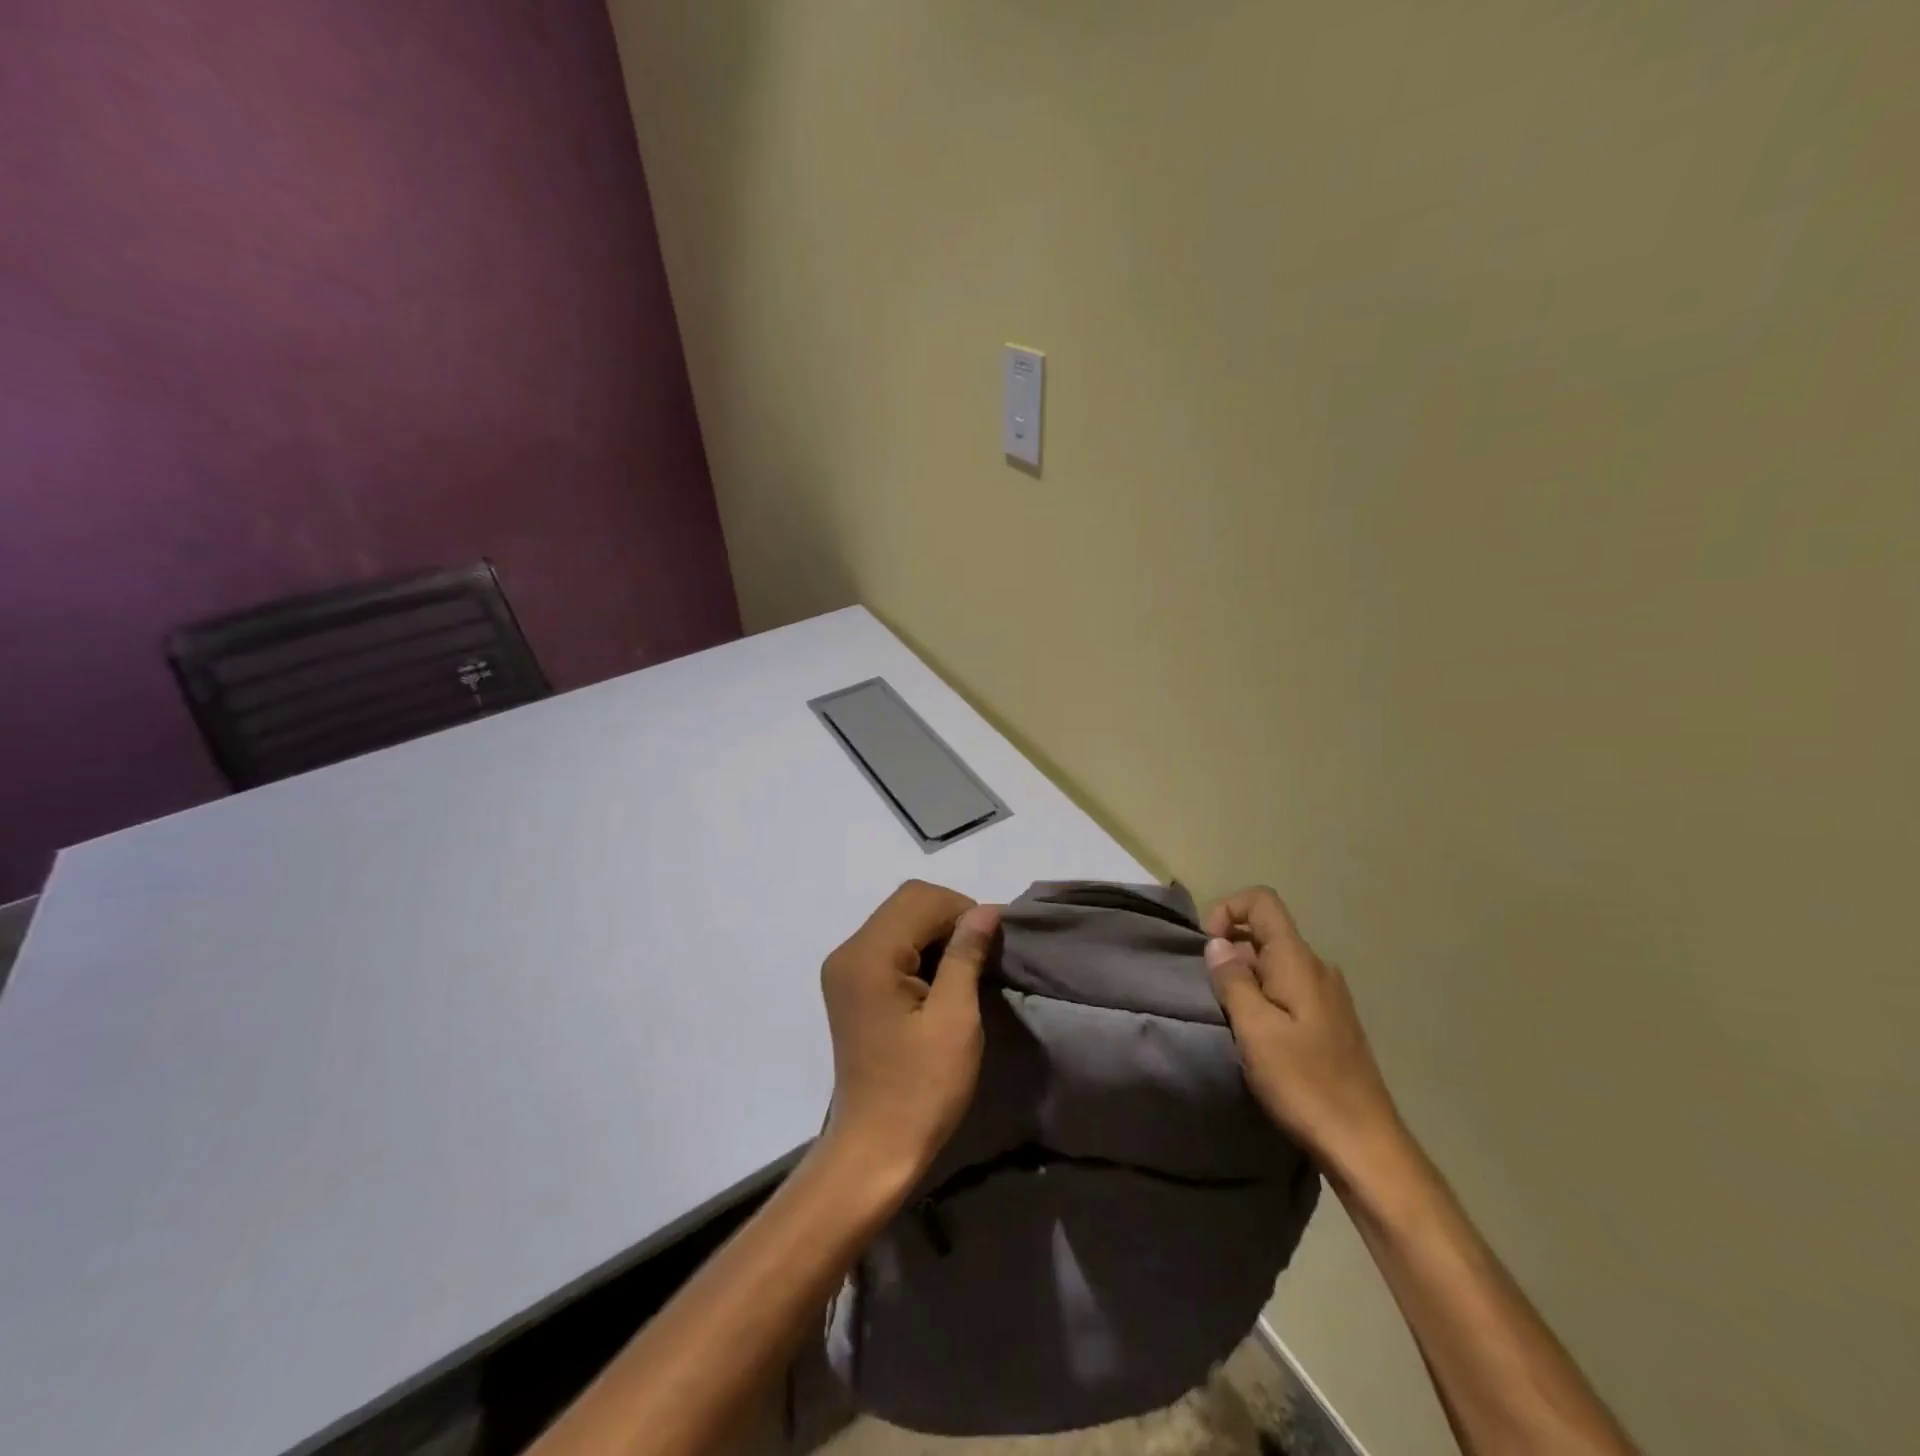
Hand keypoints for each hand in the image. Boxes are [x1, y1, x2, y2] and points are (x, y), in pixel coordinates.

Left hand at [818, 880, 1001, 1188]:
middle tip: (979, 958)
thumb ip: (966, 954)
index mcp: (868, 955)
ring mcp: (844, 968)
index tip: (990, 947)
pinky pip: (889, 944)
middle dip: (949, 918)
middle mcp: (848, 951)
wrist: (875, 1148)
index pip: (920, 898)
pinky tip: (938, 981)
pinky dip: (919, 950)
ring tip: (963, 971)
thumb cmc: (921, 1088)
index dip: (962, 911)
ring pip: (899, 920)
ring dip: (935, 933)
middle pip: (906, 903)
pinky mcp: (849, 985)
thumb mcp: (955, 1019)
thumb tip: (986, 909)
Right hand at [1203, 886, 1404, 1180]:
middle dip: (1231, 951)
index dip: (1228, 910)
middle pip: (1266, 933)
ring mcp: (1328, 996)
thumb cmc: (1305, 1083)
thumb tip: (1217, 944)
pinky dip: (1263, 998)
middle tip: (1212, 995)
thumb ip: (1233, 980)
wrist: (1365, 1145)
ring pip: (1275, 964)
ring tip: (1230, 1020)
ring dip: (1245, 979)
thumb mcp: (1255, 1030)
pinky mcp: (1330, 1023)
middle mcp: (1317, 968)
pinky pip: (1288, 990)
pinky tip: (1257, 1037)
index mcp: (1299, 961)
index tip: (1207, 948)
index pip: (1262, 902)